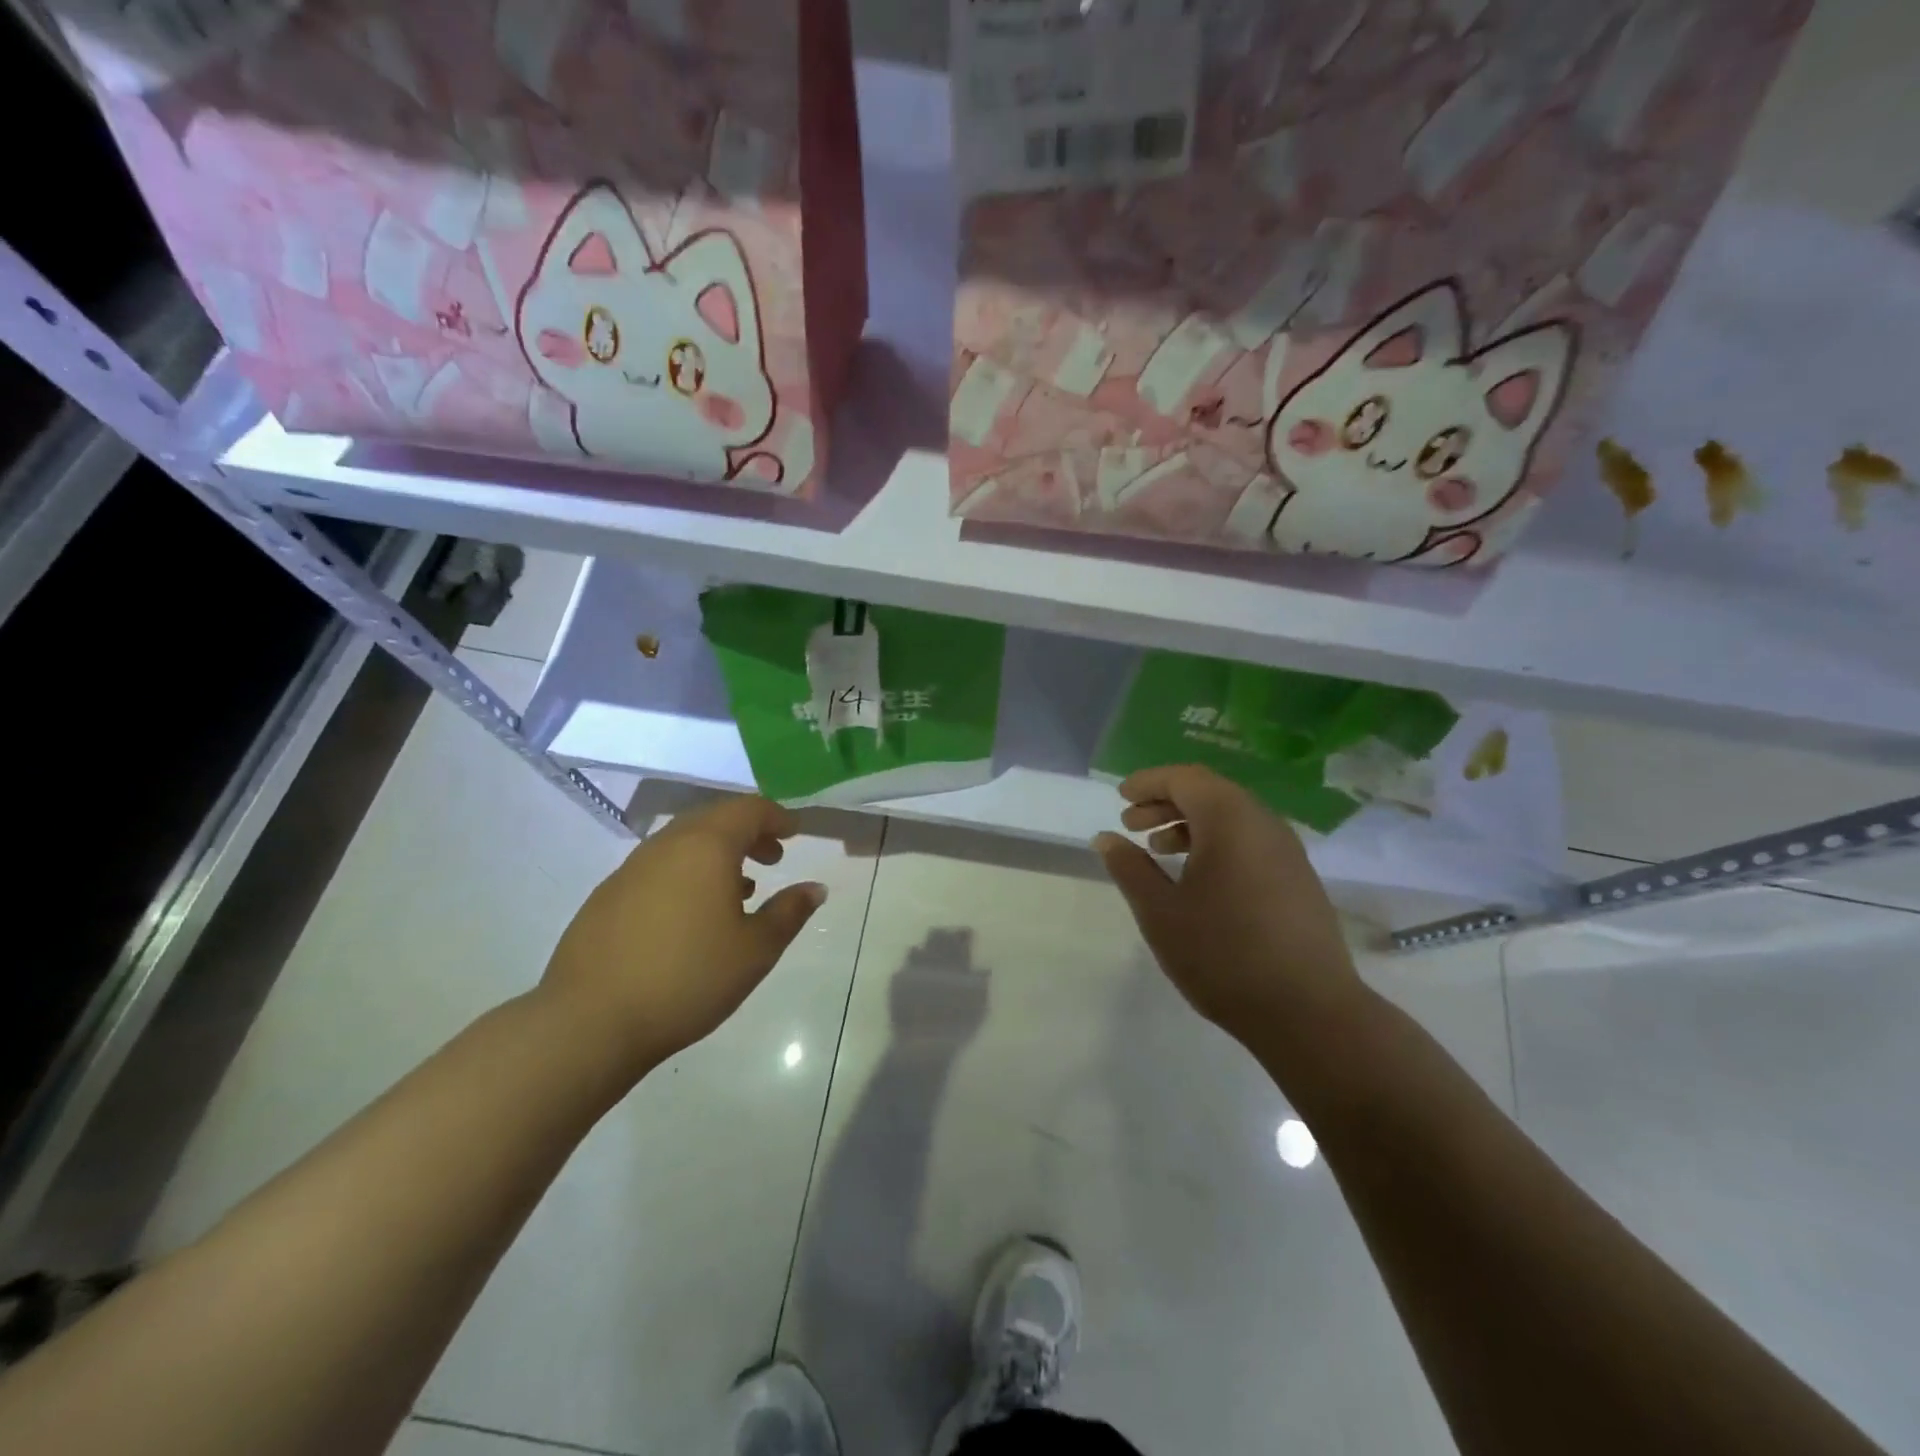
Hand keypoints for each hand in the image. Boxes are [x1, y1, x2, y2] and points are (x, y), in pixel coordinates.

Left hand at [539, 795, 826, 1079]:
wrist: (590, 1021)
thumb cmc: (688, 978)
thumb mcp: (755, 950)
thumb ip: (790, 912)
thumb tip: (815, 887)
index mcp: (706, 846)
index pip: (748, 810)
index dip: (777, 817)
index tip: (795, 833)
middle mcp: (667, 845)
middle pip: (714, 819)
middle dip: (748, 832)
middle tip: (773, 857)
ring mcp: (631, 869)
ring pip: (684, 842)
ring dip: (717, 853)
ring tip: (740, 889)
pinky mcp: (607, 896)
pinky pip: (659, 866)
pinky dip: (687, 872)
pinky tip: (693, 913)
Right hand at [1094, 766, 1369, 1066]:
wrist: (1308, 1012)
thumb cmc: (1222, 954)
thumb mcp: (1160, 912)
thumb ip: (1130, 868)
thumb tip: (1106, 839)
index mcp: (1230, 820)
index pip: (1184, 779)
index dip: (1149, 782)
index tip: (1120, 798)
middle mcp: (1264, 824)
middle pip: (1210, 793)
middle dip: (1166, 802)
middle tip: (1131, 824)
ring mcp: (1287, 852)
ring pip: (1232, 818)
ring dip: (1191, 824)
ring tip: (1159, 849)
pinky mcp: (1298, 879)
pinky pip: (1250, 841)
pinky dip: (1217, 843)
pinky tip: (1198, 877)